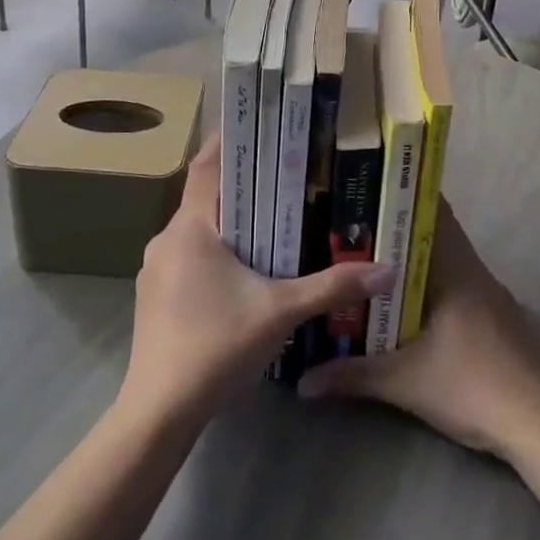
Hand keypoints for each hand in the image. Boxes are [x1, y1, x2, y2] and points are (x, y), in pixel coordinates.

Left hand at [120, 134, 396, 427]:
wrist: (158, 413)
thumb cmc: (216, 346)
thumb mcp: (281, 312)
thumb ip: (332, 286)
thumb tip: (386, 270)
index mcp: (190, 227)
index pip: (207, 165)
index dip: (229, 141)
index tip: (259, 125)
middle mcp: (166, 238)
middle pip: (205, 196)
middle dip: (241, 185)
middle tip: (282, 174)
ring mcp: (155, 269)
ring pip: (196, 229)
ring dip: (228, 222)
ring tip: (269, 218)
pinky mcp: (154, 295)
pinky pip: (187, 256)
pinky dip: (213, 251)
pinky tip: (242, 270)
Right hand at [297, 201, 539, 459]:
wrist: (539, 425)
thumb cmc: (471, 385)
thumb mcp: (404, 382)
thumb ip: (353, 375)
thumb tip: (304, 381)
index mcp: (455, 266)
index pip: (431, 209)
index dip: (400, 195)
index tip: (367, 190)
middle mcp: (473, 269)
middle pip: (434, 232)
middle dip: (397, 230)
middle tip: (355, 229)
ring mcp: (489, 293)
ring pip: (446, 260)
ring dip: (414, 260)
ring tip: (371, 262)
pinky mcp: (497, 317)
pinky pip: (458, 283)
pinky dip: (432, 283)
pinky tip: (407, 303)